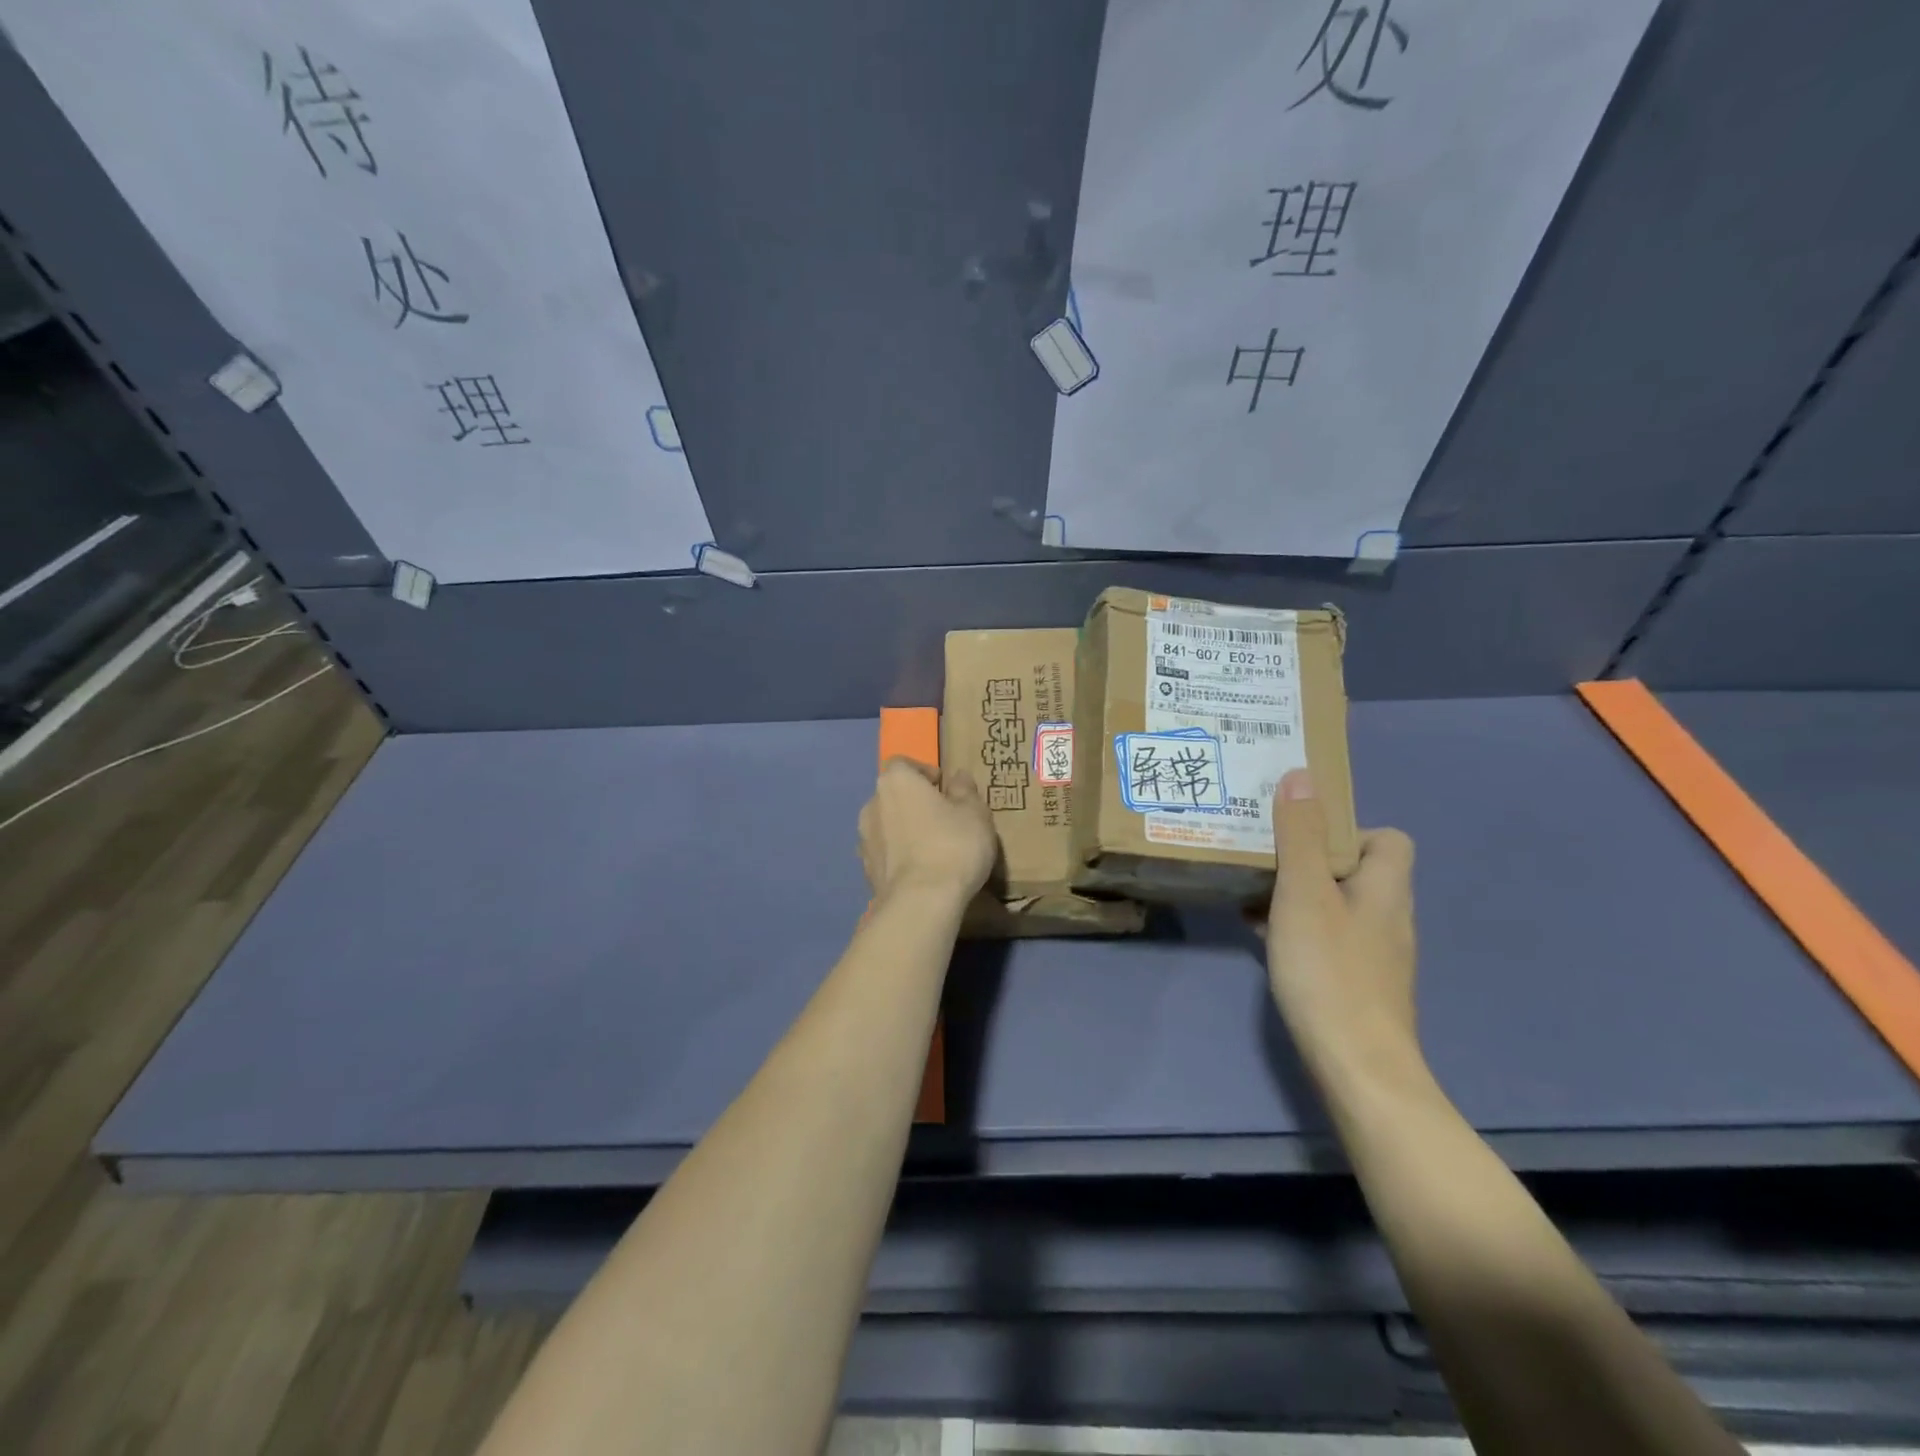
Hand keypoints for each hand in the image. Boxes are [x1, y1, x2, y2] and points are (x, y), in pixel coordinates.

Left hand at [858, 758, 996, 903]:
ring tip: (932, 848)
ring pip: (887, 826)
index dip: (924, 773)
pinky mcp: (865, 871)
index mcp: (895, 782)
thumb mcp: (974, 813)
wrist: (921, 902)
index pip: (903, 764)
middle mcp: (872, 804)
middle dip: (914, 803)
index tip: (945, 789)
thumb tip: (958, 777)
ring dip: (904, 830)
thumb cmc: (952, 845)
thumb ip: (965, 790)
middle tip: (943, 819)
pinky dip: (899, 856)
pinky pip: (885, 854)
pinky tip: (921, 872)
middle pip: (893, 795)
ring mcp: (864, 839)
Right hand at [1264, 769, 1420, 1081]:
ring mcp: (1375, 955)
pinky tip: (1261, 936)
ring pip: (1336, 905)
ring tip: (1251, 890)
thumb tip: (1302, 775)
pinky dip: (1296, 928)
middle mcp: (1388, 917)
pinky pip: (1326, 938)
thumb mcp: (1305, 893)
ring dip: (1298, 894)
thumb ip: (1301, 835)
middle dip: (1309, 858)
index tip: (1302, 832)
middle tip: (1262, 854)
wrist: (1357, 1067)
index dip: (1350, 827)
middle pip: (1355, 870)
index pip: (1389, 838)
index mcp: (1385, 888)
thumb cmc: (1330, 970)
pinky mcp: (1356, 984)